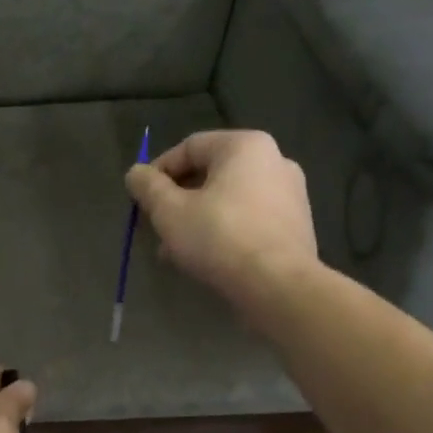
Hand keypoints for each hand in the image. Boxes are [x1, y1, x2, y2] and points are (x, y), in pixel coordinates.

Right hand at [125, 130, 318, 308]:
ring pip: (229, 200)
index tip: (141, 200)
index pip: (189, 147)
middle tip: (156, 228)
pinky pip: (249, 220)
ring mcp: (291, 194)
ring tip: (175, 251)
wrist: (278, 286)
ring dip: (197, 220)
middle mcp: (274, 161)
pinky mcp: (296, 226)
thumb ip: (148, 187)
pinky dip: (224, 232)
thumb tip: (136, 173)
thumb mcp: (169, 211)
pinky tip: (206, 259)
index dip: (158, 172)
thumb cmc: (219, 237)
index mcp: (245, 146)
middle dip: (177, 201)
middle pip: (210, 174)